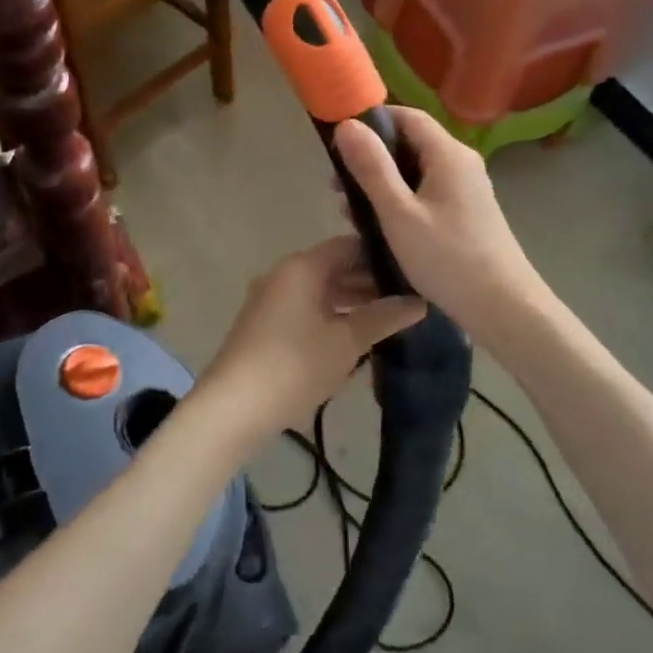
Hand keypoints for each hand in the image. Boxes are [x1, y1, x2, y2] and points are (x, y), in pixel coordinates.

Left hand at [197, 237, 425, 438]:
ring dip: (352, 303)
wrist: (234, 406)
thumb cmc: (295, 364)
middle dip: (370, 283)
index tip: (414, 271)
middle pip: (334, 268)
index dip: (382, 256)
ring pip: (321, 292)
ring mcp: (271, 300)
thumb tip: (418, 302)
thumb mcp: (347, 341)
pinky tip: (356, 339)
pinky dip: (332, 318)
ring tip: (390, 321)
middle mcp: (284, 274)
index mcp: (302, 267)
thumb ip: (384, 317)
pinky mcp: (265, 326)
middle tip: (409, 300)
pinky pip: (306, 310)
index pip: (349, 246)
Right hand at [333, 108, 541, 343]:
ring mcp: (467, 189)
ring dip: (382, 184)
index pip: (407, 116)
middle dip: (372, 158)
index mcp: (448, 154)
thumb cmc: (447, 258)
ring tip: (351, 211)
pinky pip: (427, 193)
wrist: (503, 307)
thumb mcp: (399, 213)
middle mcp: (461, 163)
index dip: (371, 121)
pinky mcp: (467, 213)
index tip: (338, 142)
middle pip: (410, 143)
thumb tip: (347, 125)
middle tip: (337, 186)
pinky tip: (381, 227)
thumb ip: (371, 167)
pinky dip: (400, 201)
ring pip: (416, 172)